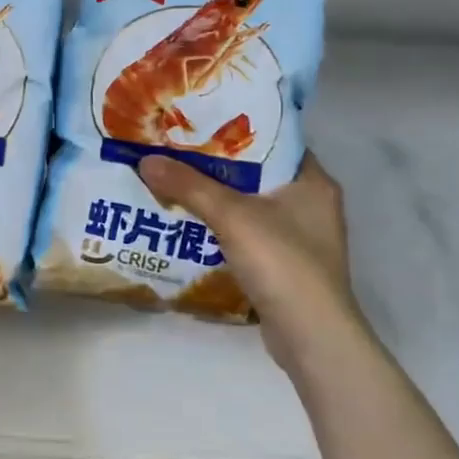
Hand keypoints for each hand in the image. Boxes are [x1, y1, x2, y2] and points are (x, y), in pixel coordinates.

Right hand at [138, 151, 362, 366]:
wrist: (310, 337)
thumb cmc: (282, 262)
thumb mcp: (231, 216)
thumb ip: (189, 186)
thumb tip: (145, 161)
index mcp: (313, 181)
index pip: (274, 140)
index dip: (237, 129)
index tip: (199, 122)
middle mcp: (312, 204)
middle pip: (258, 174)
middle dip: (218, 165)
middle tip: (177, 151)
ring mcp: (301, 238)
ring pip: (252, 206)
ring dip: (218, 199)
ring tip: (176, 183)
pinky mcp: (287, 266)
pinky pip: (250, 235)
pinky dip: (224, 229)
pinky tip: (192, 225)